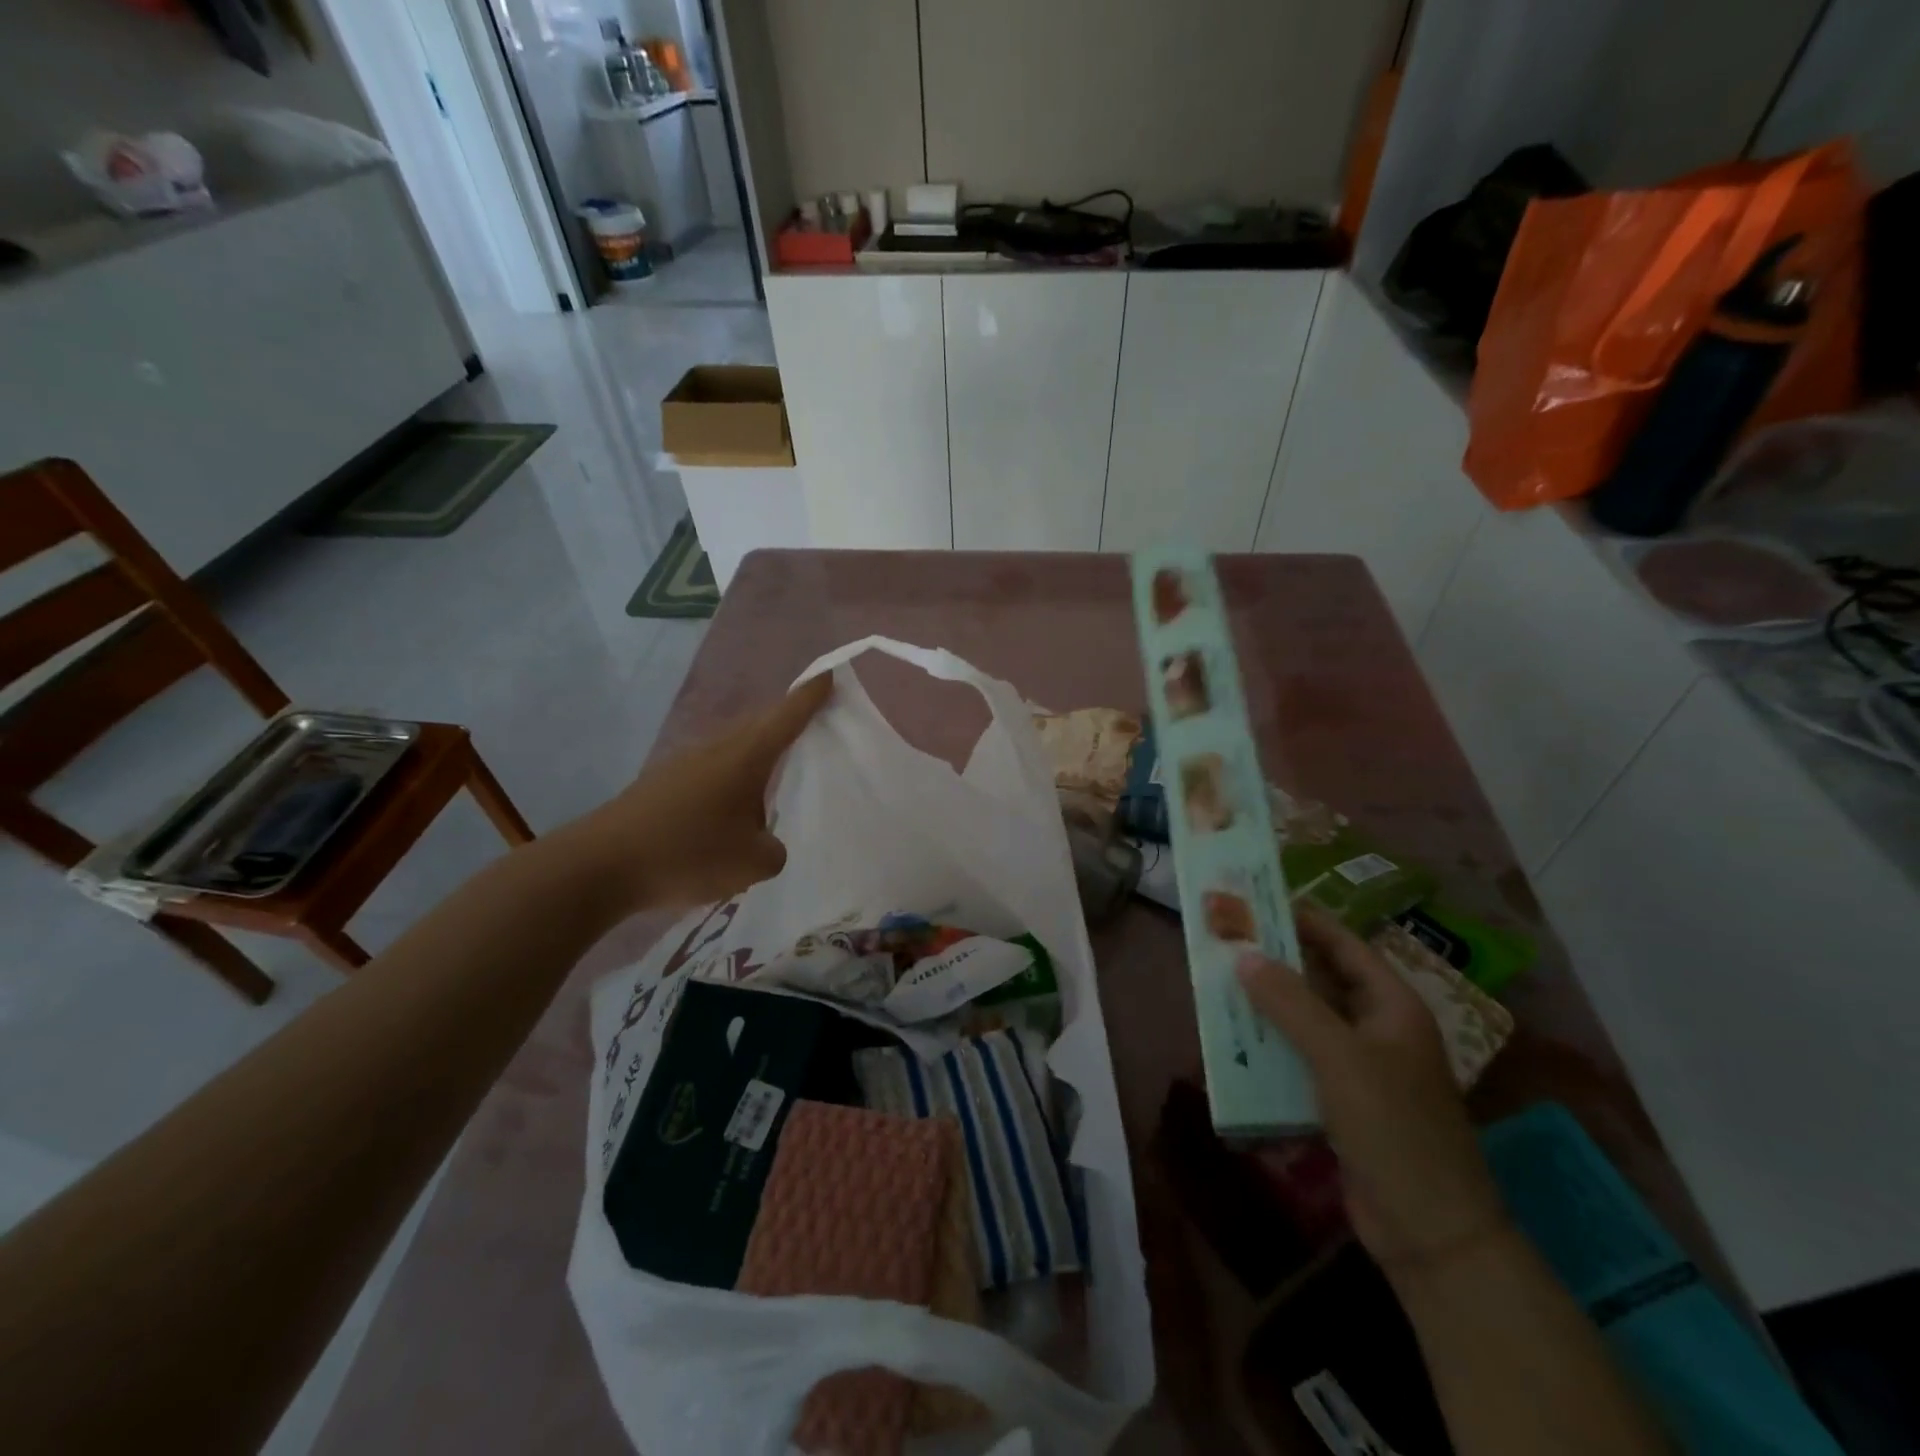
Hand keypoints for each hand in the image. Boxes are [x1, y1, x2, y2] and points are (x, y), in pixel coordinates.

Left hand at [567, 675, 832, 912]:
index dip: (810, 696)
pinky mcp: (663, 785)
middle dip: (787, 720)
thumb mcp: (753, 862)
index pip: (787, 716)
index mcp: (745, 757)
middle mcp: (716, 749)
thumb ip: (774, 849)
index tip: (829, 676)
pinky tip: (732, 810)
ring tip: (777, 775)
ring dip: (758, 754)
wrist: (599, 866)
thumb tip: (763, 840)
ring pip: (734, 748)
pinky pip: (712, 770)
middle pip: (760, 725)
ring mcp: (685, 764)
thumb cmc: (687, 853)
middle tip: (813, 725)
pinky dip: (732, 779)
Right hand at [1236, 905, 1507, 1272]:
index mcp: (1391, 1006)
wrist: (1430, 1232)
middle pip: (1320, 979)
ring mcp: (1359, 1065)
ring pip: (1304, 1019)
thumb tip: (1245, 955)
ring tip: (1217, 983)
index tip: (1255, 901)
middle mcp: (1376, 1027)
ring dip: (1266, 1004)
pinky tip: (1233, 1041)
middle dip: (1275, 961)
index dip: (1302, 920)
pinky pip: (1298, 1057)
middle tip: (1225, 940)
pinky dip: (1269, 1046)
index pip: (1343, 944)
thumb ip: (1291, 1003)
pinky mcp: (1340, 1099)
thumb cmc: (1394, 1128)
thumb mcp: (1340, 1057)